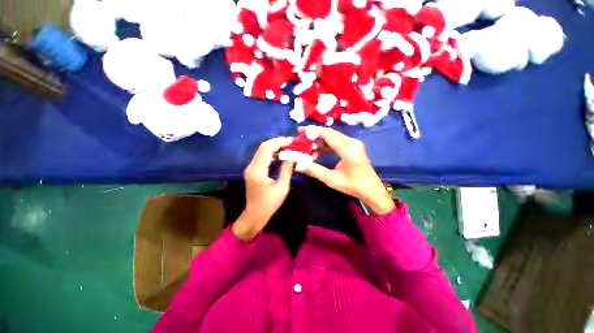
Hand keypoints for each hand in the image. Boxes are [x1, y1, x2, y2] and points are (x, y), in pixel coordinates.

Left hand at [232, 137, 294, 240]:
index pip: (267, 149)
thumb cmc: (269, 204)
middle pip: (263, 147)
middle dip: (278, 142)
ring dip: (275, 146)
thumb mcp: (282, 187)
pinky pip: (262, 157)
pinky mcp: (253, 170)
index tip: (292, 140)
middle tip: (291, 142)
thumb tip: (292, 156)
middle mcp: (251, 166)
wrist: (255, 215)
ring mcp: (251, 168)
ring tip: (288, 146)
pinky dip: (272, 153)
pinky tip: (281, 154)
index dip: (280, 142)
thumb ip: (286, 170)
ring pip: (262, 151)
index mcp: (258, 170)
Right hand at [297, 126, 394, 214]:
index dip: (312, 130)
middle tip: (301, 141)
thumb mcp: (332, 180)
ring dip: (319, 142)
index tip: (299, 131)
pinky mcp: (353, 147)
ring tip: (307, 150)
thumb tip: (298, 165)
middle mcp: (351, 142)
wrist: (372, 190)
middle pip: (329, 134)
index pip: (327, 134)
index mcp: (348, 149)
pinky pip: (336, 142)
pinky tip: (317, 153)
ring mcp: (353, 144)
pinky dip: (325, 146)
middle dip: (314, 136)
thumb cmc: (353, 186)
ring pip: (332, 138)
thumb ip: (314, 170)